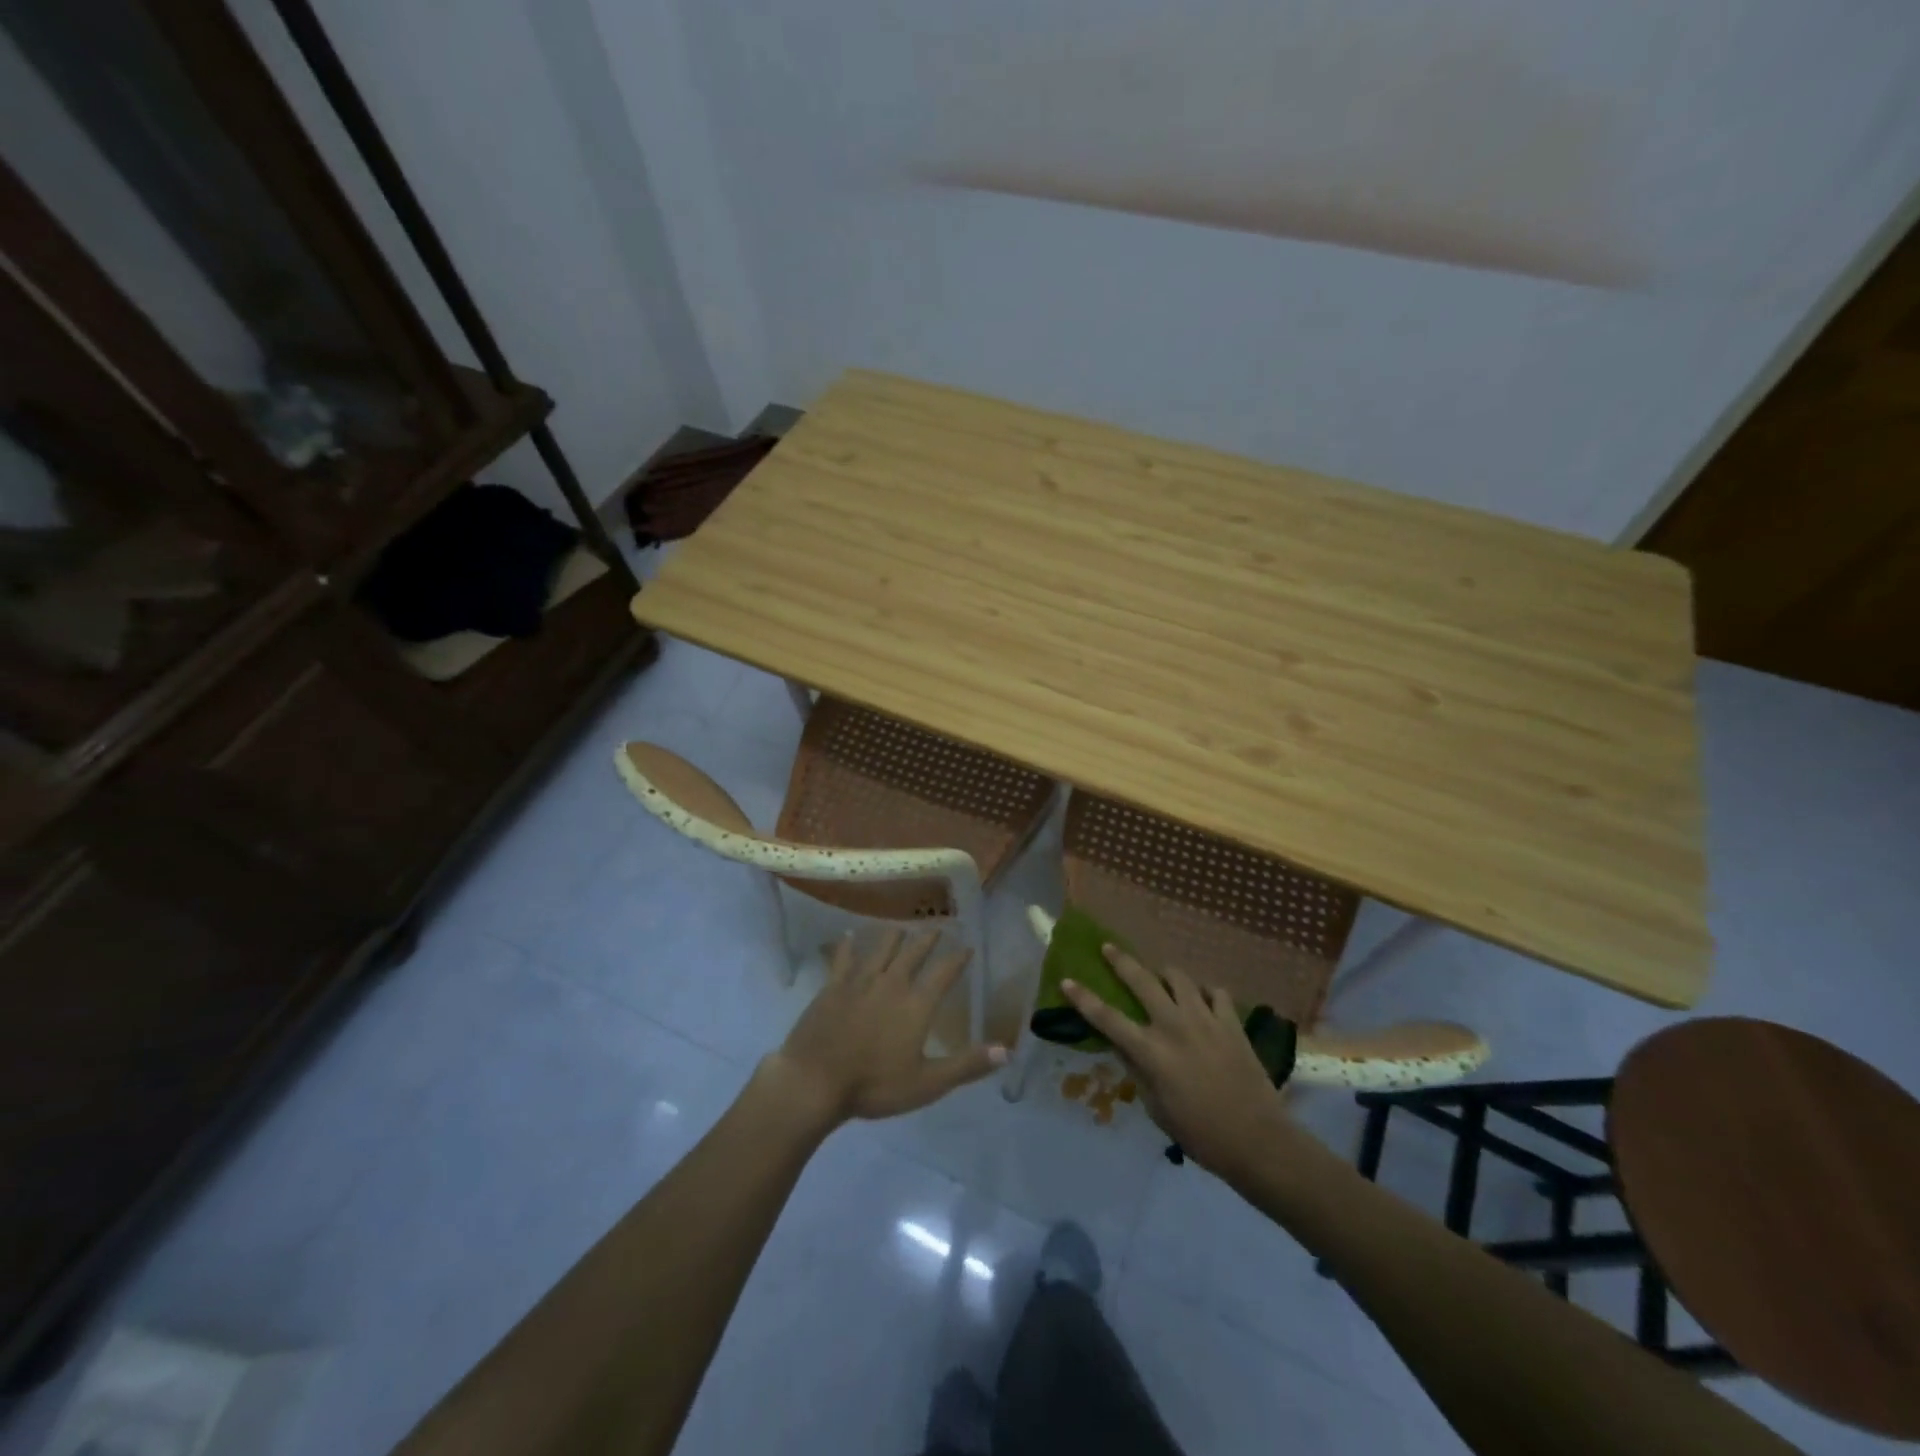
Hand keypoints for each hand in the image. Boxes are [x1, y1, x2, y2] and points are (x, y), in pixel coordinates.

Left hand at [760, 928, 1006, 1129]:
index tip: (968, 946)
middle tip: (937, 927)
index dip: (957, 958)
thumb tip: (1007, 1050)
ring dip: (893, 937)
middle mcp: (891, 983)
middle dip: (927, 939)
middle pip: (913, 953)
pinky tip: (848, 935)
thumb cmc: (874, 1085)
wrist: (815, 1081)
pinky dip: (847, 945)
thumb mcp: (928, 1083)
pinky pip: (843, 958)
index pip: (944, 973)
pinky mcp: (832, 986)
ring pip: (880, 949)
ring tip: (901, 927)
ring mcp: (859, 981)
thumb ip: (967, 1065)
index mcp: (916, 1004)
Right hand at [1061, 946, 1288, 1177]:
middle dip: (1121, 961)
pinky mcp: (1232, 1023)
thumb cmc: (1201, 1135)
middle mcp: (1174, 1027)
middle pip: (1142, 981)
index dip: (1083, 999)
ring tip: (1161, 977)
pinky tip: (1202, 1001)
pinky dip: (1204, 992)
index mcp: (1151, 1052)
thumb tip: (1125, 1048)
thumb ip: (1139, 1073)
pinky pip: (1215, 992)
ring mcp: (1205, 1020)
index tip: (1067, 981)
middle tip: (1108, 947)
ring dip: (1165, 974)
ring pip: (1179, 978)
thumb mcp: (1157, 1110)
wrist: (1259, 1141)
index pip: (1108, 1019)